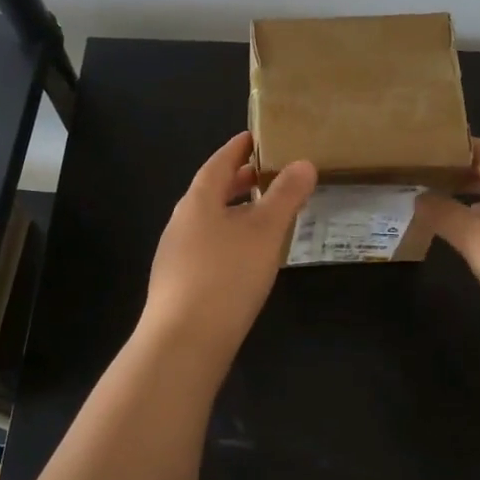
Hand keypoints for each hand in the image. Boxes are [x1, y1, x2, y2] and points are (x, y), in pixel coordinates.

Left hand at [137, 132, 316, 361]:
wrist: (183, 341)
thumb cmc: (226, 275)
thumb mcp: (265, 232)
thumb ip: (285, 196)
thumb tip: (304, 163)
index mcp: (198, 201)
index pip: (218, 163)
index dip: (238, 148)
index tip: (255, 138)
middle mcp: (181, 222)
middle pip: (211, 191)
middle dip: (237, 181)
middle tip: (266, 174)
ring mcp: (175, 254)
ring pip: (208, 221)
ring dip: (234, 212)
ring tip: (262, 215)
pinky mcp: (178, 283)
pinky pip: (206, 247)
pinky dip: (228, 239)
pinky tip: (245, 257)